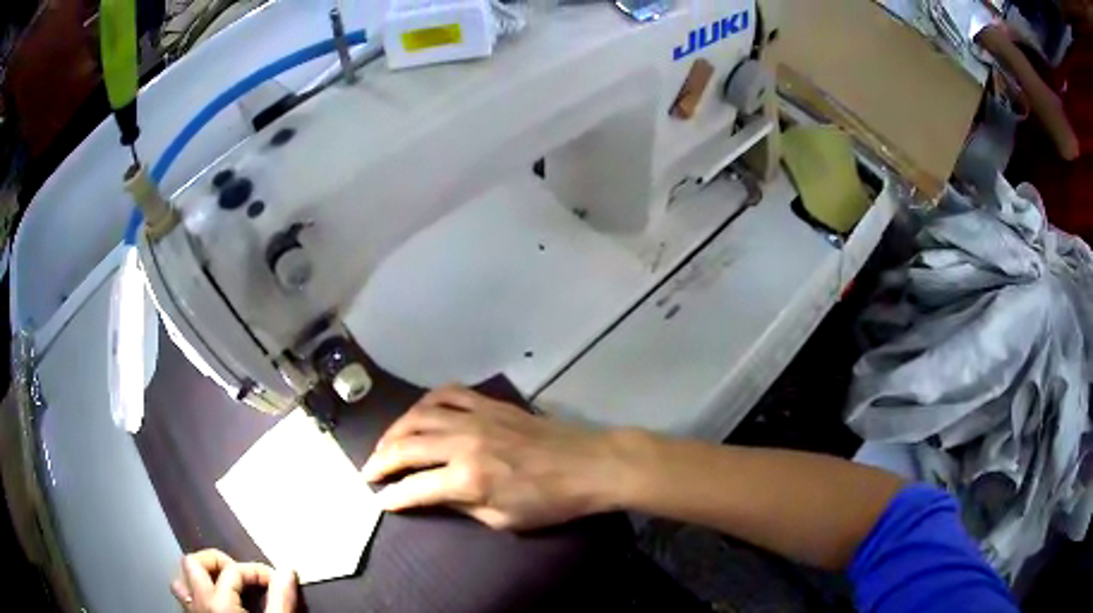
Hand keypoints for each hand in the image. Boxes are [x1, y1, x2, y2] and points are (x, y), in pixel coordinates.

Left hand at [170, 549, 297, 612]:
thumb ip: (282, 599)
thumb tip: (288, 570)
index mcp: (219, 604)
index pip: (233, 570)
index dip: (256, 571)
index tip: (276, 580)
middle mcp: (199, 604)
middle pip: (193, 563)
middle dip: (216, 561)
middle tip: (240, 573)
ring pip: (180, 580)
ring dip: (199, 576)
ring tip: (222, 584)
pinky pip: (183, 598)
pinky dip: (195, 593)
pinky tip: (214, 604)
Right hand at [362, 385, 631, 529]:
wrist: (589, 465)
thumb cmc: (550, 502)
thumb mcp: (503, 519)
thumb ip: (461, 506)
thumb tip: (429, 497)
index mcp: (468, 478)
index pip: (414, 488)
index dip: (392, 497)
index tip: (379, 501)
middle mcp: (463, 442)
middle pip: (406, 446)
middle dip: (381, 461)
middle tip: (369, 472)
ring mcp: (475, 417)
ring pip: (418, 415)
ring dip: (395, 430)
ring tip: (385, 445)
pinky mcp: (489, 403)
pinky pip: (447, 394)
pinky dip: (426, 403)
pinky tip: (419, 414)